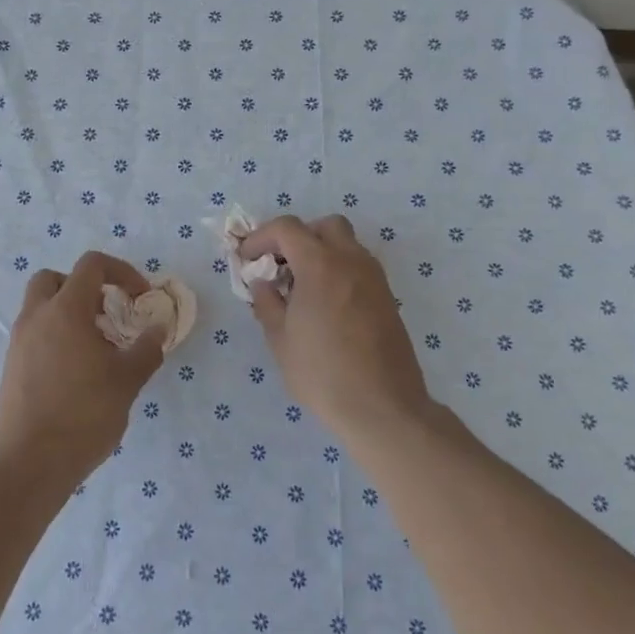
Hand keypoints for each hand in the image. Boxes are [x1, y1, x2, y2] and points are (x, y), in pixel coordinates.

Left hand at [0, 251, 165, 481]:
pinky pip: (35, 334)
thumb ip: (147, 349)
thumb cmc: (83, 414)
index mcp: (65, 310)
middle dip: (84, 288)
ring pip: (42, 307)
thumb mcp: (127, 381)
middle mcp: (36, 317)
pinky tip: (76, 372)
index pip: (91, 265)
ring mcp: (19, 342)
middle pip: (55, 279)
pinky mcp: (11, 366)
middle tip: (107, 314)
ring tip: (96, 347)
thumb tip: (158, 329)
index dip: (121, 271)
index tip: (139, 297)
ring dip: (69, 313)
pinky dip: (56, 337)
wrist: (29, 462)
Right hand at [243, 215, 435, 442]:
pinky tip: (325, 305)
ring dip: (320, 253)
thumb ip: (267, 302)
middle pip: (324, 226)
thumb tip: (263, 283)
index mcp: (320, 265)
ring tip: (301, 288)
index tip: (247, 260)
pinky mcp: (387, 298)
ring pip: (346, 244)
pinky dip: (338, 270)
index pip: (287, 228)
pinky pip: (358, 267)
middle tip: (279, 266)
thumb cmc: (322, 373)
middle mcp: (351, 261)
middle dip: (297, 237)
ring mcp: (374, 278)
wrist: (383, 407)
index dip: (261, 237)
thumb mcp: (280, 340)